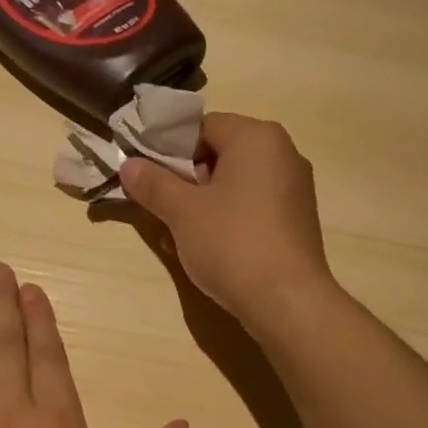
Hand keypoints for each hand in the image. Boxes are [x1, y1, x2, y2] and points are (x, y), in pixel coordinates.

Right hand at [119, 113, 335, 335]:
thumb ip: (153, 184)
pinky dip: (231, 216)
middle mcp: (283, 152)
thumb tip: (128, 165)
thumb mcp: (182, 212)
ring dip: (207, 200)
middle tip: (162, 204)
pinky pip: (255, 205)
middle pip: (222, 152)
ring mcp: (296, 187)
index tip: (148, 176)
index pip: (202, 126)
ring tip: (182, 229)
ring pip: (238, 181)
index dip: (169, 148)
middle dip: (188, 176)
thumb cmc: (232, 243)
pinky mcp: (298, 219)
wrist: (286, 300)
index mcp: (257, 137)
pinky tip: (214, 244)